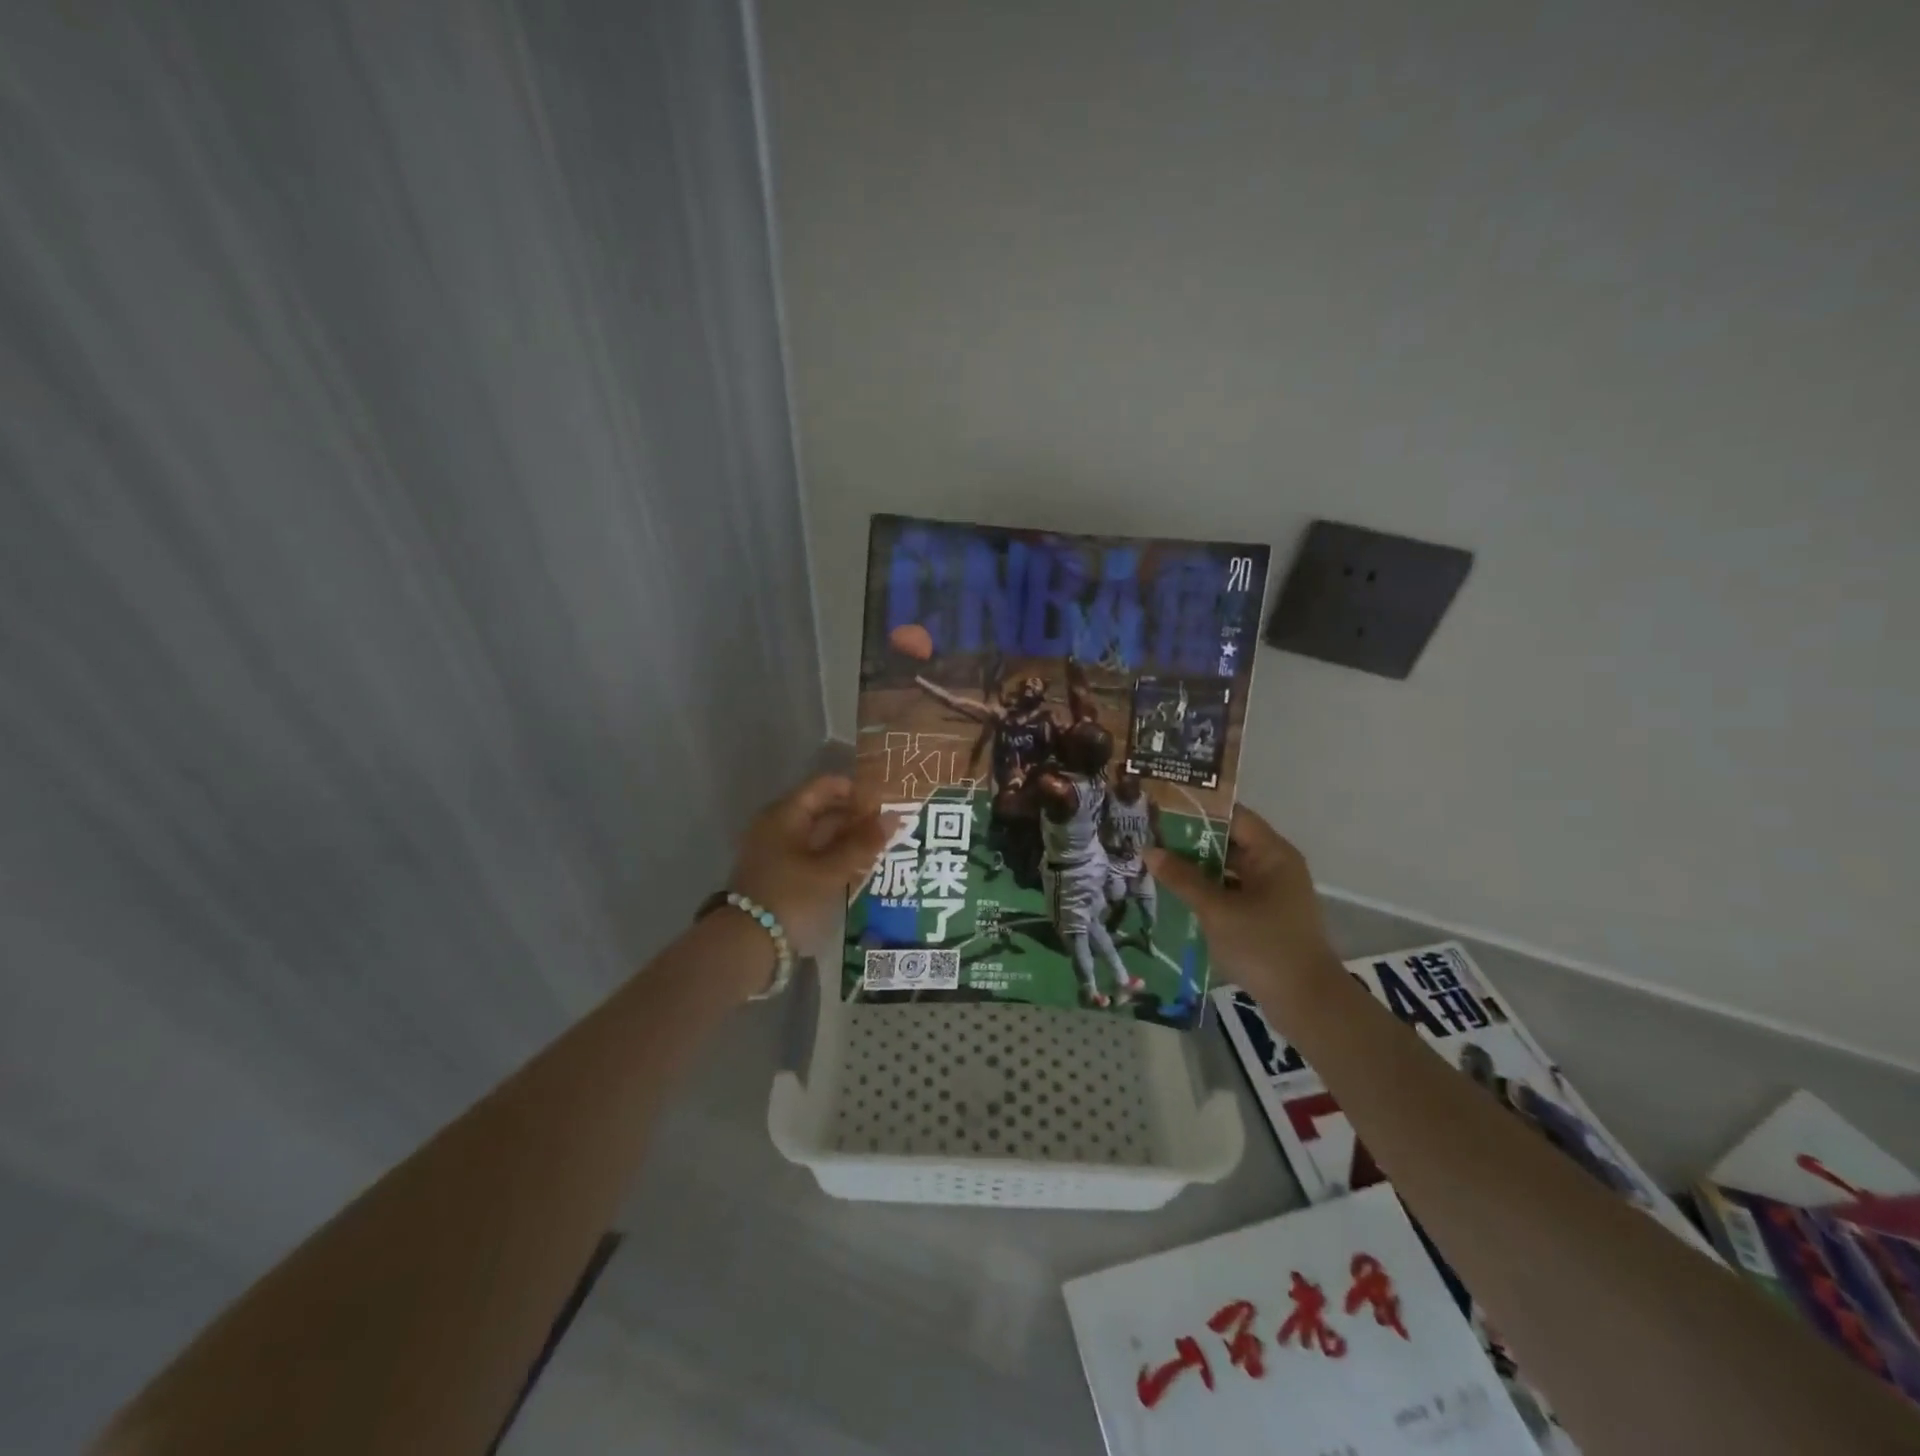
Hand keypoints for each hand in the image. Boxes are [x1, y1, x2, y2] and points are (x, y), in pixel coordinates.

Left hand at [728, 774, 895, 959]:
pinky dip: (831, 855)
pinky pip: (808, 853)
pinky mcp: (775, 873)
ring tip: (877, 847)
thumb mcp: (831, 870)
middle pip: (820, 808)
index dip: (855, 790)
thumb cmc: (790, 897)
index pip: (824, 786)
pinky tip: (854, 867)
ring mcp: (773, 850)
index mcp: (785, 814)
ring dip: (845, 837)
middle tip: (887, 826)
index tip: (883, 802)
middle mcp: (776, 825)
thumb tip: (895, 817)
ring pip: (815, 833)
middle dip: (853, 815)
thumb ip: (863, 843)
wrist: (745, 945)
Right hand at [1145, 806, 1335, 1003]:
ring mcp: (1272, 893)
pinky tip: (1177, 895)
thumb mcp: (1216, 910)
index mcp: (1272, 854)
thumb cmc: (1263, 946)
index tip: (1161, 809)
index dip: (1197, 810)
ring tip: (1156, 864)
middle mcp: (1275, 866)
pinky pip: (1232, 892)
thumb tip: (1149, 851)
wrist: (1307, 1003)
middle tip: (1149, 837)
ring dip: (1196, 868)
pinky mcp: (1266, 917)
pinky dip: (1208, 891)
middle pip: (1229, 841)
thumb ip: (1182, 879)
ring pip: (1228, 869)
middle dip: (1190, 841)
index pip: (1232, 816)